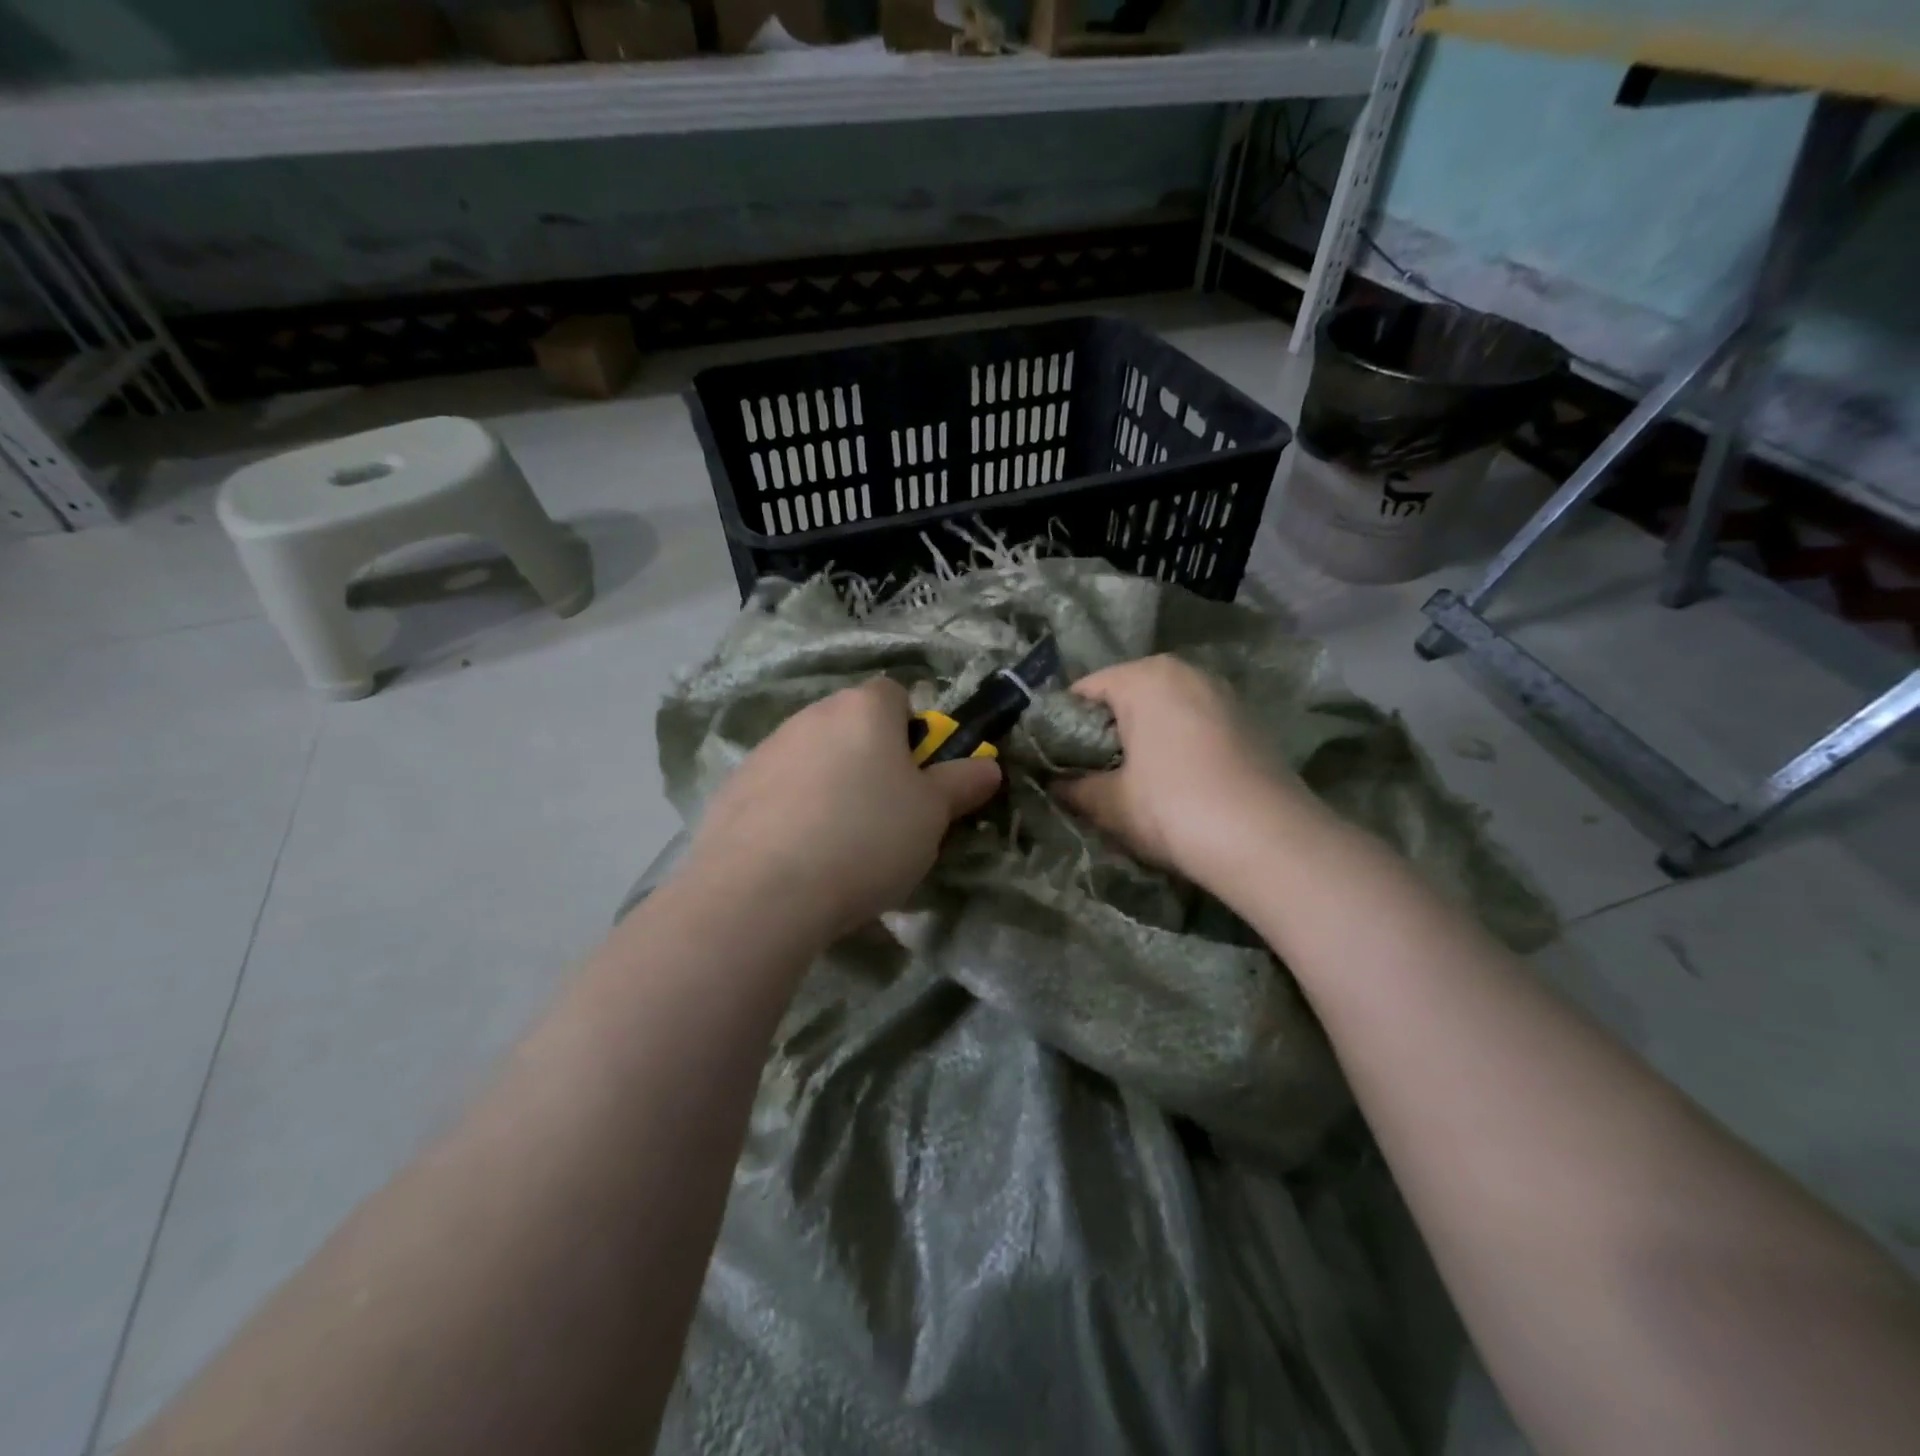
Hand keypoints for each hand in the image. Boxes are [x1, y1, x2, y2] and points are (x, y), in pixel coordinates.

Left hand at [682, 678, 1002, 944]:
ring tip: (838, 845)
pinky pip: (778, 790)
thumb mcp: (931, 816)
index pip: (896, 696)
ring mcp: (766, 749)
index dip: (913, 733)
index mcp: (863, 709)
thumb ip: (961, 784)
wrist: (762, 891)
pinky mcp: (732, 789)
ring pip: (814, 759)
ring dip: (830, 786)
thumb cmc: (866, 838)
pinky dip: (792, 811)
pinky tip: (797, 856)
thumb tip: (987, 766)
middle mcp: (812, 715)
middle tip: (886, 816)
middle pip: (852, 727)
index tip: (917, 779)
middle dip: (872, 762)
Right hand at [1055, 655, 1309, 883]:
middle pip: (1127, 696)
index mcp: (1146, 676)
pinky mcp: (1250, 723)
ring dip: (1143, 740)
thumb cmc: (1173, 808)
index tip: (1053, 760)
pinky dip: (1177, 746)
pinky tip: (1176, 785)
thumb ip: (1072, 787)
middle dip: (1104, 732)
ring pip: (1164, 711)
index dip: (1061, 725)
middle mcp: (1187, 672)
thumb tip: (1054, 784)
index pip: (1085, 690)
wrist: (1269, 842)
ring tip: (1132, 782)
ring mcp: (1224, 695)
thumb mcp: (1108, 803)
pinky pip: (1195, 725)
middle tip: (1089, 774)